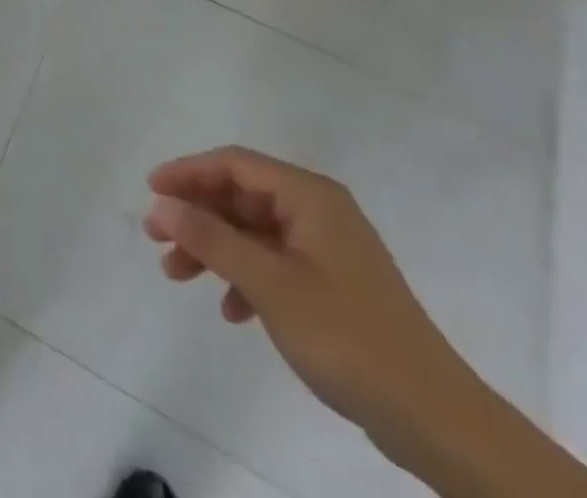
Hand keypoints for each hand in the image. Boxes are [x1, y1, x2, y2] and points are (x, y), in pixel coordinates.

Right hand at [143, 147, 475, 451]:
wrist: (436, 421)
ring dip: (214, 248)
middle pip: (240, 196)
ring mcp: (327, 248)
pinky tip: (230, 310)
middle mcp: (318, 210)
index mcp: (309, 196)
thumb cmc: (348, 337)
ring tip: (178, 274)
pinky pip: (273, 263)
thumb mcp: (269, 285)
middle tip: (156, 237)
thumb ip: (211, 238)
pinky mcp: (333, 284)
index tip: (150, 190)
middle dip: (196, 215)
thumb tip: (159, 202)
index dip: (187, 172)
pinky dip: (244, 277)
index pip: (234, 163)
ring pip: (252, 231)